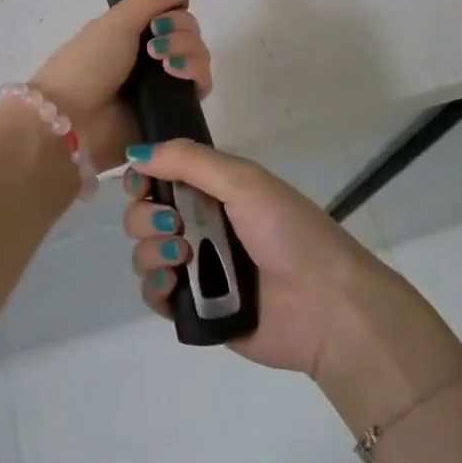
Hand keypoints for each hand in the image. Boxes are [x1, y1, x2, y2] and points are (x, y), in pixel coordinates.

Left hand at [28, 0, 210, 173]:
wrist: (73, 119)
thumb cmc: (88, 63)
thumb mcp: (118, 20)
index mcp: (133, 32)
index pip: (174, 13)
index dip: (176, 10)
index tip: (161, 17)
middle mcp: (151, 56)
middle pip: (190, 33)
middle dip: (180, 31)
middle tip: (155, 42)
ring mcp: (163, 85)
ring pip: (198, 57)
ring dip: (188, 51)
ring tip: (164, 63)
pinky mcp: (174, 111)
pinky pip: (200, 87)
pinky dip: (195, 74)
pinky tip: (175, 75)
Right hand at [122, 140, 461, 424]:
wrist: (326, 307)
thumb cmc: (288, 233)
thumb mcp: (244, 181)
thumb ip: (188, 161)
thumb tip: (134, 153)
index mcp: (213, 190)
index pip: (158, 175)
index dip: (142, 177)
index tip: (141, 184)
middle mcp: (199, 224)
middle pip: (143, 213)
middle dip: (145, 215)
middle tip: (172, 224)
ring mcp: (195, 268)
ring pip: (144, 252)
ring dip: (151, 251)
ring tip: (183, 258)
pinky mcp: (194, 308)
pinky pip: (153, 295)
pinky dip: (155, 287)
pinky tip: (174, 285)